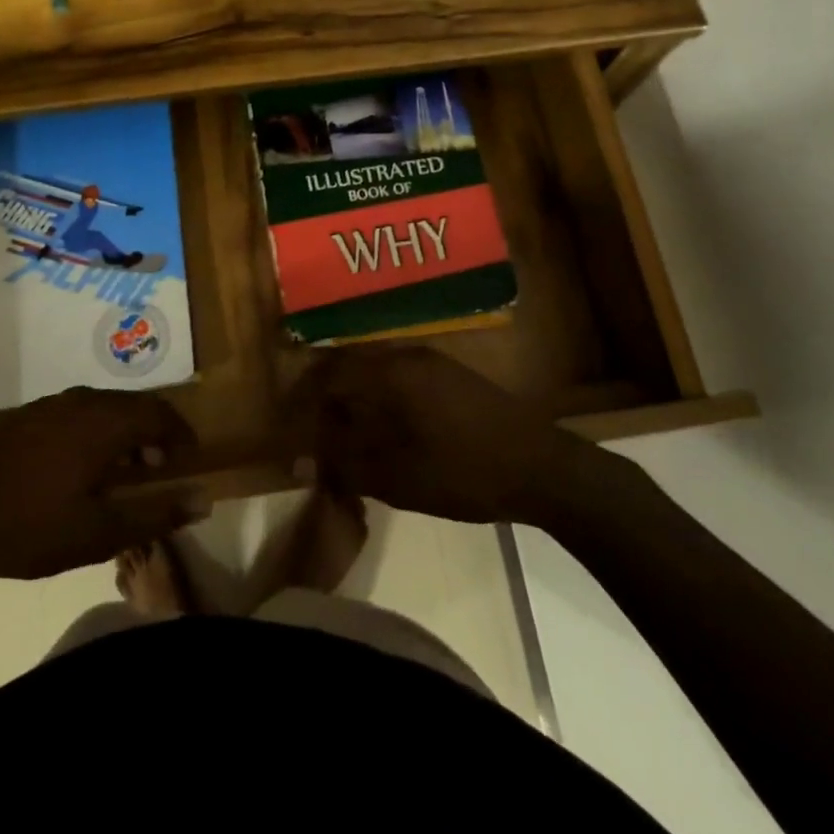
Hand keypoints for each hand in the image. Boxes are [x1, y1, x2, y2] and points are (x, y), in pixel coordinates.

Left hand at [0, 388, 210, 586]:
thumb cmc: (32, 528)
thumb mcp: (100, 533)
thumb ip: (156, 514)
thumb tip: (204, 500)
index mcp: (105, 422)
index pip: (160, 413)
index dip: (180, 434)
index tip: (188, 459)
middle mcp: (82, 400)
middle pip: (134, 404)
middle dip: (155, 430)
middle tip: (160, 466)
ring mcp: (50, 404)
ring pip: (104, 404)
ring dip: (124, 428)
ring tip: (124, 466)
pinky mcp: (27, 414)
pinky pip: (78, 409)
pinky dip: (96, 427)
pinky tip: (81, 462)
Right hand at [283, 346, 640, 526]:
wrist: (541, 467)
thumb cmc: (463, 472)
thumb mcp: (396, 477)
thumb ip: (344, 464)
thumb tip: (299, 460)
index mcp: (389, 373)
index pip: (328, 376)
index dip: (304, 402)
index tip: (292, 431)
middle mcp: (405, 356)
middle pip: (349, 366)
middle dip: (325, 396)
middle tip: (313, 432)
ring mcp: (431, 362)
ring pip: (374, 370)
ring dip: (353, 397)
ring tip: (343, 434)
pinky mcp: (450, 375)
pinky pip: (397, 376)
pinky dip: (378, 397)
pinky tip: (382, 428)